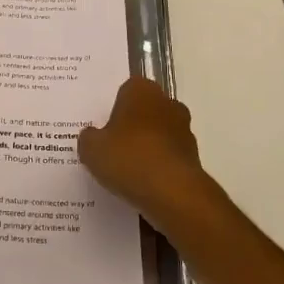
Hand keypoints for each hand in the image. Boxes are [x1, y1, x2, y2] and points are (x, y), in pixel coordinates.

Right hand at [77, 77, 215, 228]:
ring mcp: (184, 129)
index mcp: (141, 90)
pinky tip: (144, 185)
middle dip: (132, 127)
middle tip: (112, 149)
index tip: (103, 130)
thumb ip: (89, 138)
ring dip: (148, 147)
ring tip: (127, 172)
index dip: (113, 110)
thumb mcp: (92, 149)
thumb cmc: (129, 159)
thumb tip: (92, 136)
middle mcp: (167, 102)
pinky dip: (159, 167)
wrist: (173, 193)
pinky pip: (169, 157)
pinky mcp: (194, 156)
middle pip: (144, 111)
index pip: (125, 92)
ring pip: (159, 134)